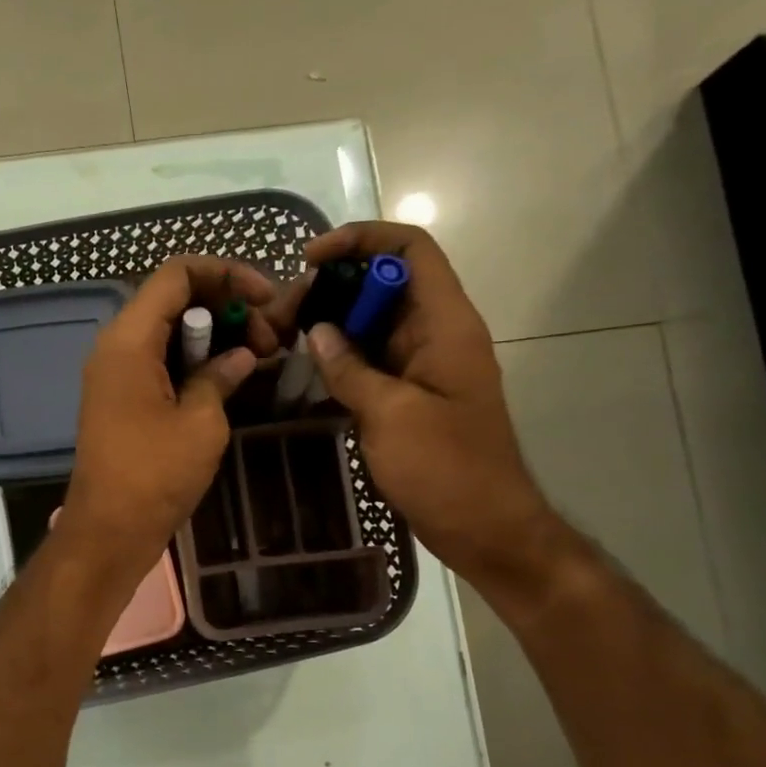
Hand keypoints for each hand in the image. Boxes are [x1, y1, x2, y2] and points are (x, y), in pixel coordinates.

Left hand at [58, 256, 277, 577]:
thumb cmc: (155, 476)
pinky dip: (194, 361)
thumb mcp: (201, 422)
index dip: (227, 275)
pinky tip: (229, 378)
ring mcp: (115, 374)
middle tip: (270, 340)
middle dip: (227, 308)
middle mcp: (115, 346)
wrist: (108, 531)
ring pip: (169, 332)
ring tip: (259, 358)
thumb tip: (240, 356)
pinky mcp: (121, 399)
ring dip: (214, 336)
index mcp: (129, 340)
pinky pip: (159, 361)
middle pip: (173, 300)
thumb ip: (221, 376)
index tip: (267, 299)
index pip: (177, 274)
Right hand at [296, 223, 564, 590]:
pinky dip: (339, 357)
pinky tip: (304, 370)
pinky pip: (371, 359)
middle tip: (282, 316)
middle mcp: (436, 333)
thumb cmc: (446, 468)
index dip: (361, 240)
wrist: (483, 526)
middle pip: (383, 283)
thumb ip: (350, 368)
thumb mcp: (391, 415)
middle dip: (331, 288)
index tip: (311, 260)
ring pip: (373, 322)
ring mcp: (422, 365)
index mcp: (445, 324)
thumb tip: (316, 331)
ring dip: (330, 323)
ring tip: (282, 339)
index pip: (409, 249)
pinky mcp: (408, 394)